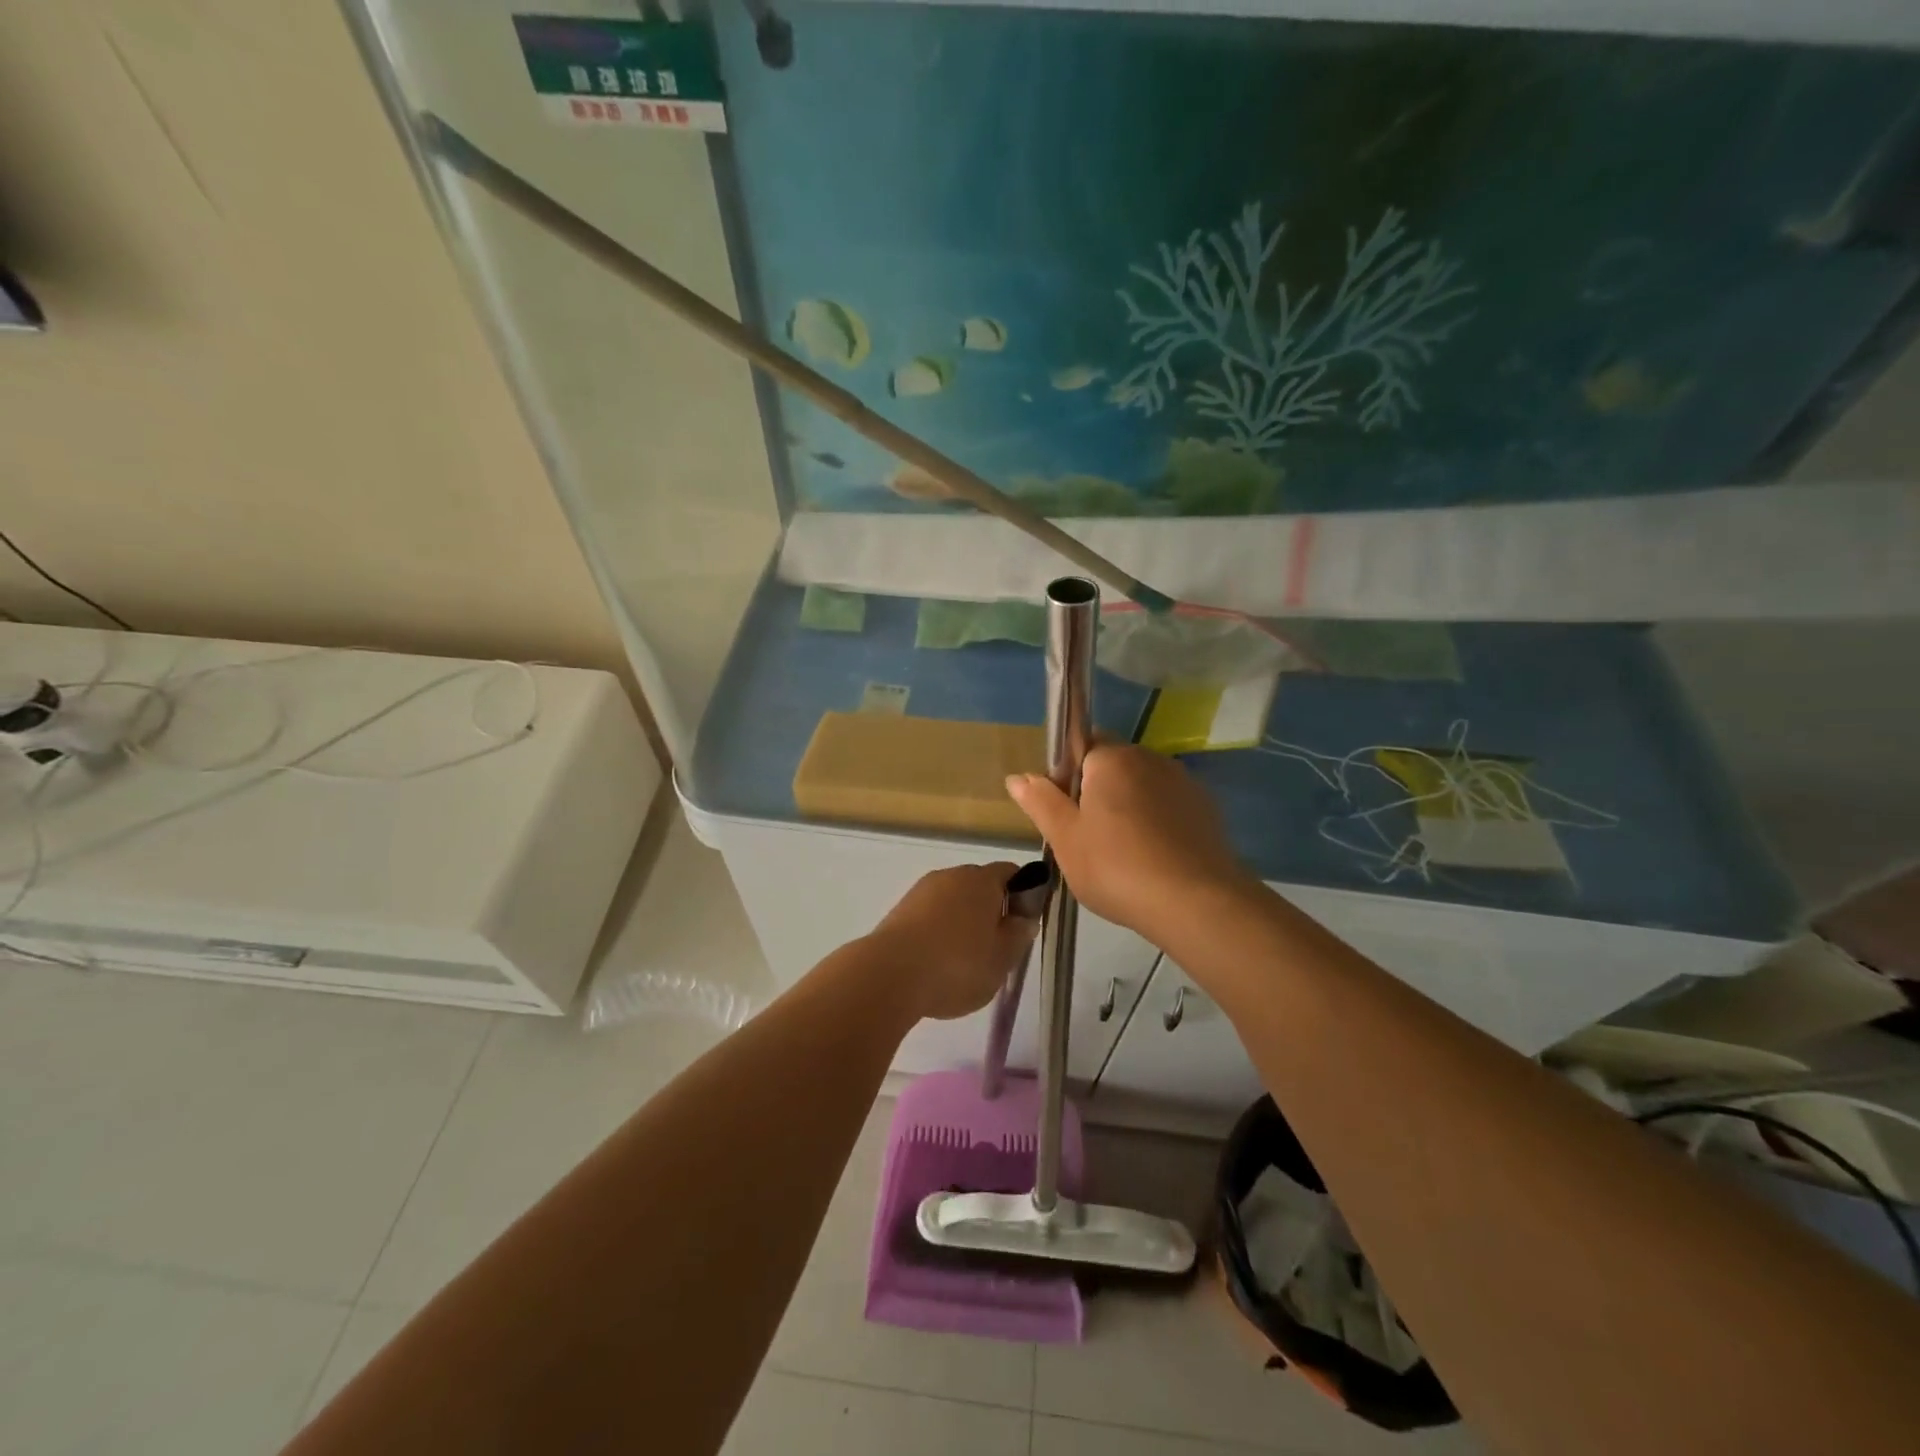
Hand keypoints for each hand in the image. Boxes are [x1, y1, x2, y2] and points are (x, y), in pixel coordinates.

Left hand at [862, 863, 1038, 1022]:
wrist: (890, 974)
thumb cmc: (957, 965)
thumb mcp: (1003, 958)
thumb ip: (1019, 935)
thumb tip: (1023, 917)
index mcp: (982, 879)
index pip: (1011, 873)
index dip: (1023, 895)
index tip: (1022, 925)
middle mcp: (951, 875)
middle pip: (979, 886)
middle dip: (990, 911)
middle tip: (995, 948)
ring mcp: (921, 891)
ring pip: (952, 901)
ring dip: (961, 923)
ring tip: (962, 962)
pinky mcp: (900, 910)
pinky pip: (930, 916)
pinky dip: (937, 932)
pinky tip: (936, 963)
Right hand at [1006, 745, 1255, 943]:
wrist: (1196, 903)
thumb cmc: (1117, 867)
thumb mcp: (1065, 838)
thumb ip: (1040, 801)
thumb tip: (1017, 777)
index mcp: (1112, 758)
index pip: (1081, 745)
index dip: (1067, 776)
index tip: (1065, 813)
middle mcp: (1150, 758)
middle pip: (1113, 766)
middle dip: (1097, 792)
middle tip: (1087, 839)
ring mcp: (1184, 782)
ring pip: (1142, 787)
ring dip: (1129, 808)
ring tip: (1122, 855)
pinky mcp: (1206, 809)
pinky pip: (1169, 807)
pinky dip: (1157, 824)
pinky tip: (1154, 859)